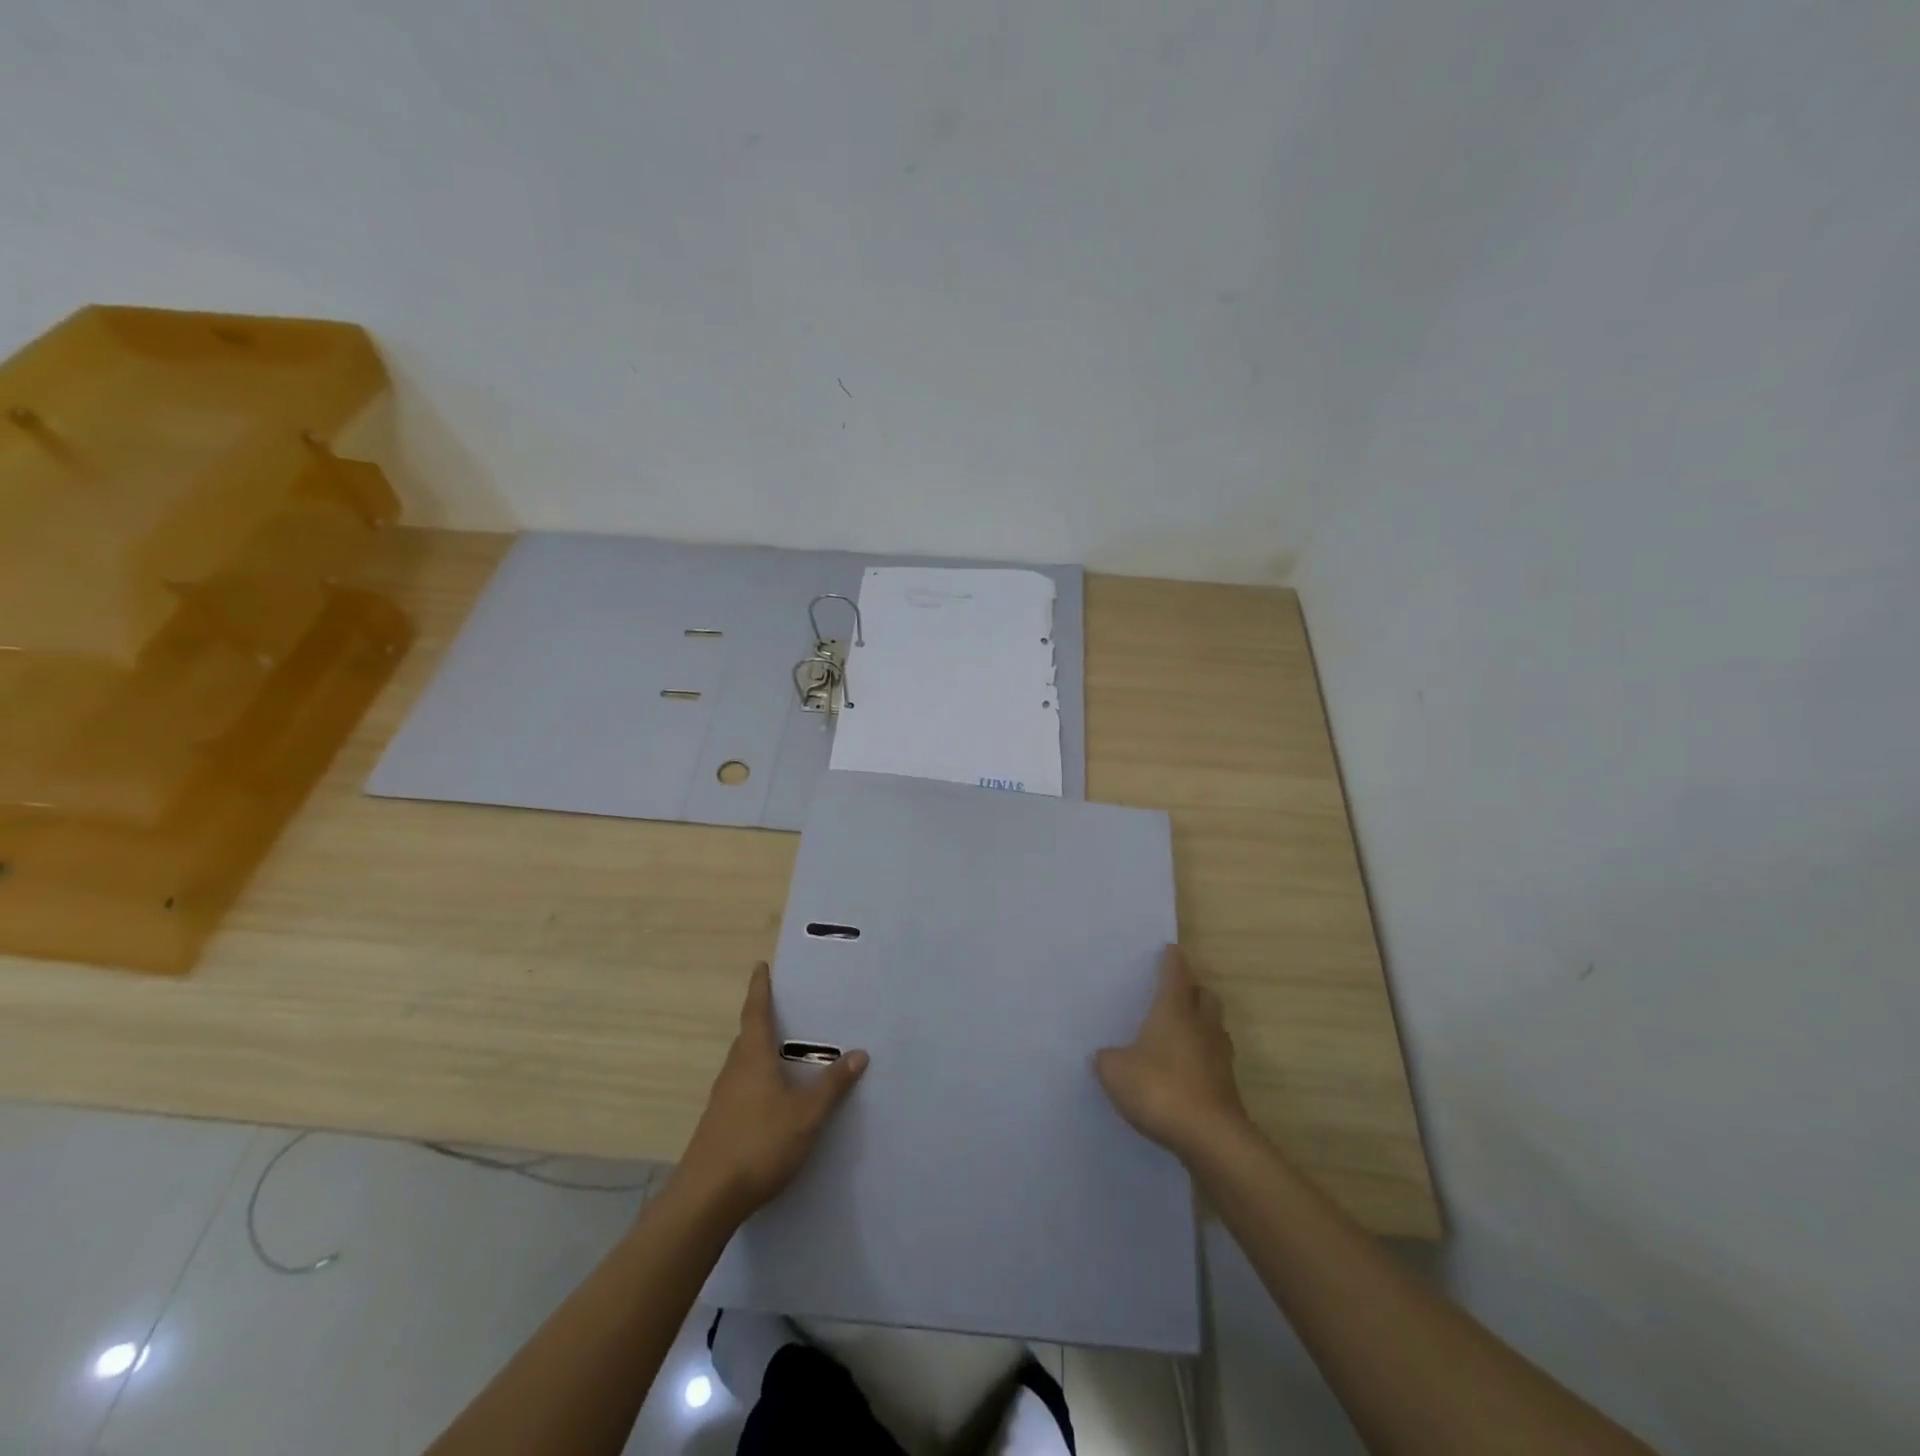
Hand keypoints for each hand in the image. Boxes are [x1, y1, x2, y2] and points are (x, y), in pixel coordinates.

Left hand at [674, 963, 868, 1218]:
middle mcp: (733, 1071)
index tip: (760, 966)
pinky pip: (741, 1088)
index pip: (756, 1012)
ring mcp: (722, 1099)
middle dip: (762, 1021)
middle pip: (747, 1037)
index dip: (760, 988)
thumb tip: (859, 1053)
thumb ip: (832, 1085)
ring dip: (759, 1053)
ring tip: (783, 1052)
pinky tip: (772, 1099)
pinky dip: (757, 1080)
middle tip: (783, 1009)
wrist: (706, 1199)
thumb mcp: (806, 1114)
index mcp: (752, 1058)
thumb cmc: (759, 1144)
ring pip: (743, 1064)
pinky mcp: (718, 1124)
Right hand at [1096, 945, 1249, 1161]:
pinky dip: (1202, 1057)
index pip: (1176, 974)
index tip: (1169, 950)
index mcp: (1174, 1010)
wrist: (1210, 1139)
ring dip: (1201, 1024)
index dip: (1172, 960)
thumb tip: (1106, 1055)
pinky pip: (1214, 1059)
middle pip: (1204, 996)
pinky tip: (1186, 1070)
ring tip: (1181, 1031)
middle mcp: (1201, 1026)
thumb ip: (1108, 1058)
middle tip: (1176, 991)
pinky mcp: (1227, 1086)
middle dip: (1193, 989)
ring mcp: (1219, 1056)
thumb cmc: (1160, 1089)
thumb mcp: (1116, 1072)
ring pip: (1213, 1027)